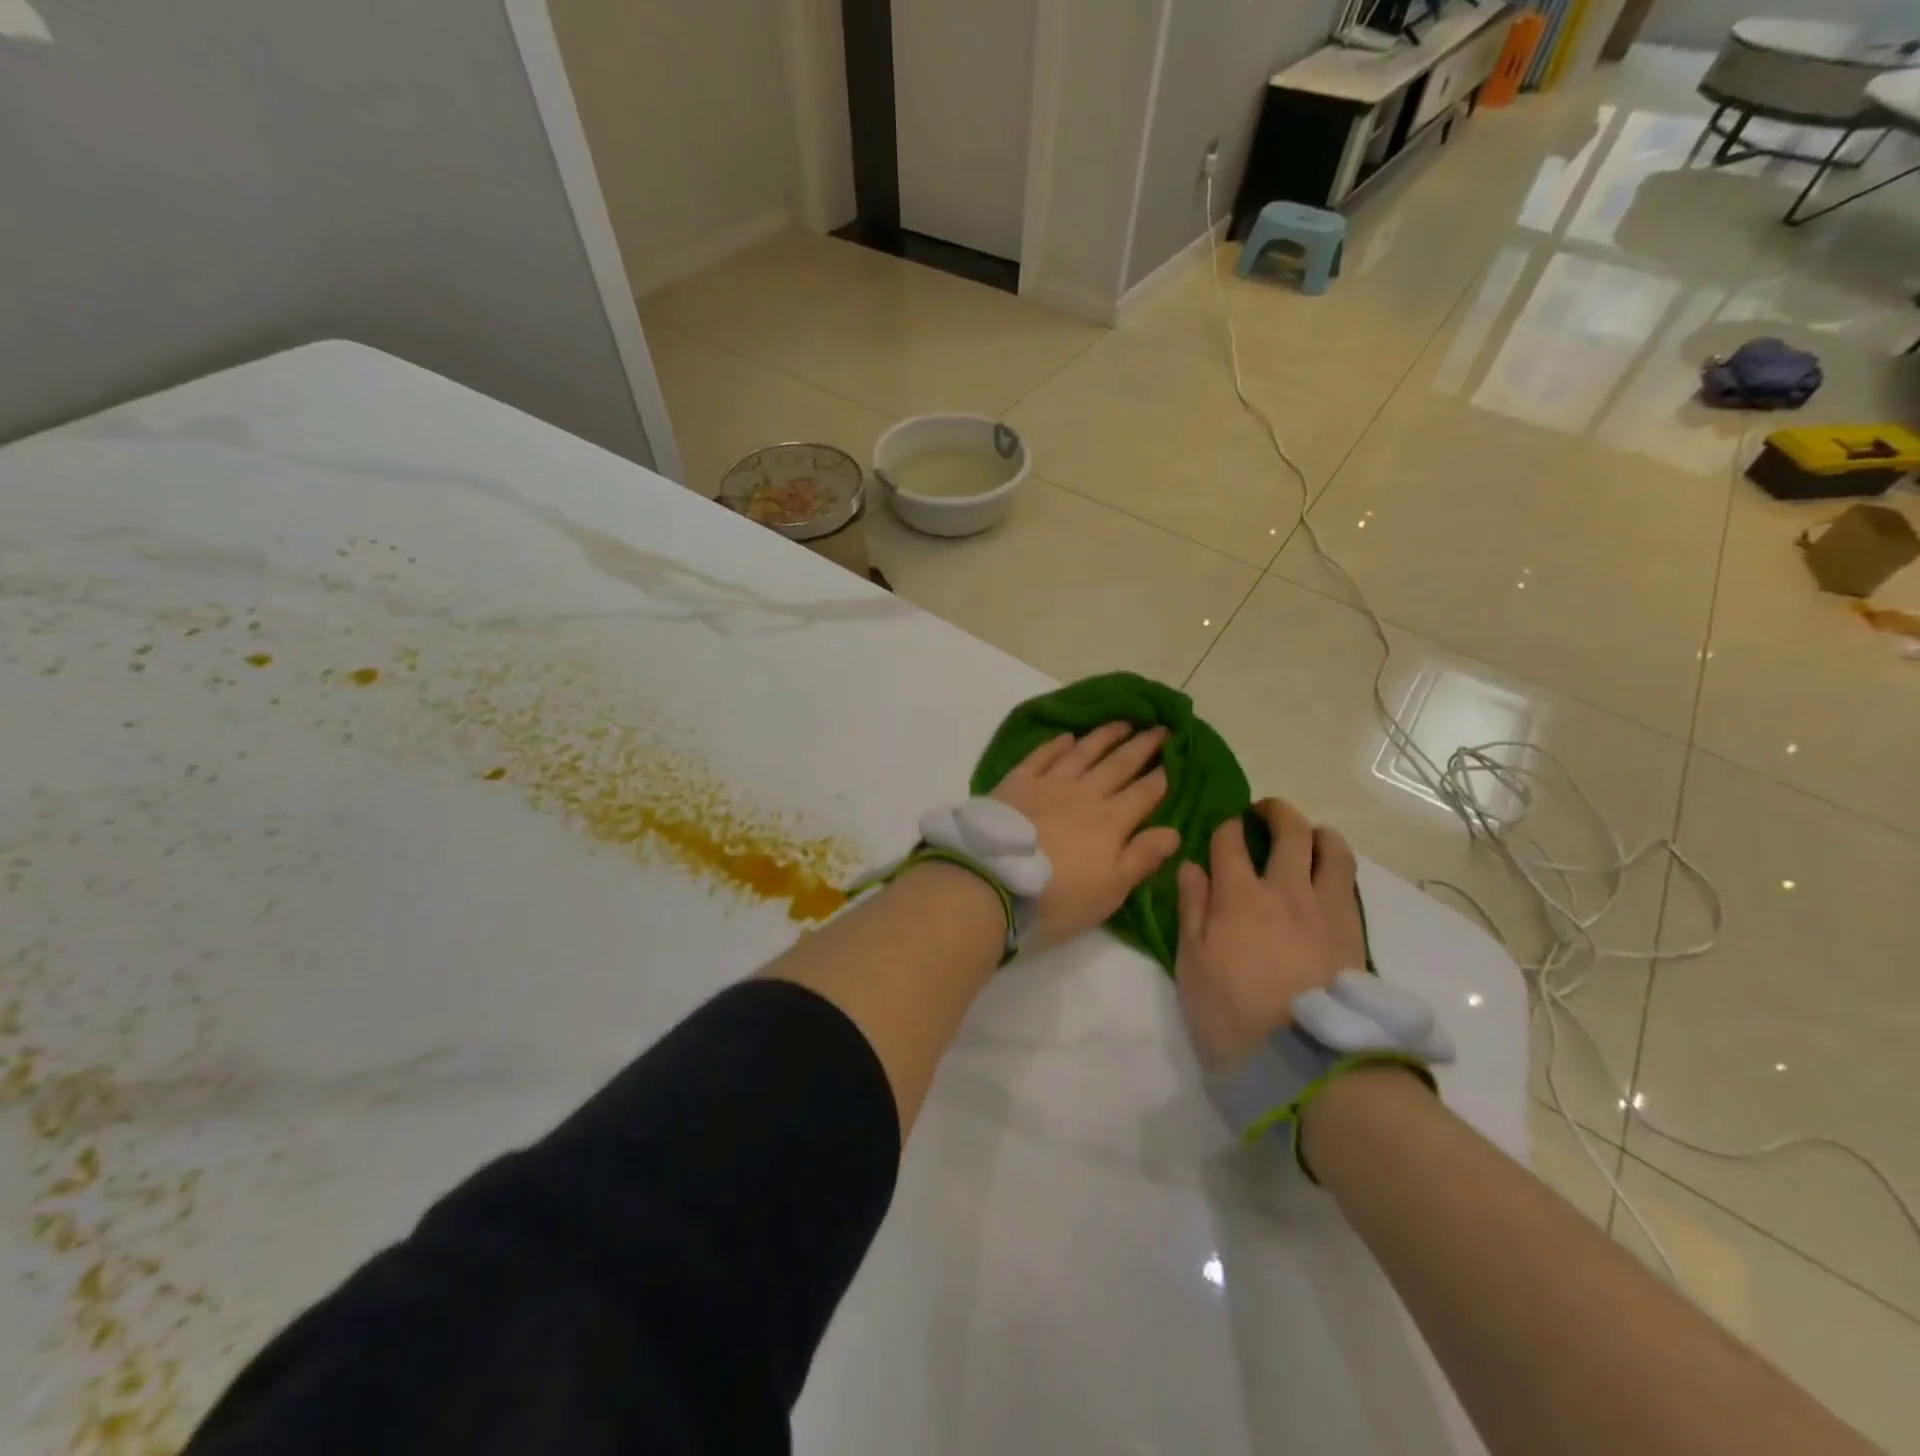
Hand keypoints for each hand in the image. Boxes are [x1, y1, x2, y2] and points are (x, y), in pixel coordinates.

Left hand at [989, 723, 1181, 952]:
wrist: (992, 883)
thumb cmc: (1057, 897)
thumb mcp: (1109, 890)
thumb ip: (1142, 858)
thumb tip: (1174, 831)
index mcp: (1111, 821)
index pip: (1145, 793)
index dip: (1162, 775)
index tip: (1177, 757)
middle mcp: (1084, 794)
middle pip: (1119, 764)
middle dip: (1142, 746)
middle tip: (1160, 728)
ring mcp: (1049, 784)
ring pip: (1083, 752)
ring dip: (1104, 736)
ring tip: (1122, 723)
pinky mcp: (1017, 783)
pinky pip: (1042, 756)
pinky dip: (1056, 745)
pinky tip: (1067, 737)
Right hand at [1175, 798, 1364, 1071]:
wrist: (1308, 1061)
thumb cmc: (1234, 1014)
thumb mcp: (1193, 964)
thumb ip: (1192, 909)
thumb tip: (1192, 866)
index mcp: (1239, 895)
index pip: (1230, 840)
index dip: (1225, 827)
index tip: (1222, 829)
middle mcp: (1286, 890)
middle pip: (1289, 831)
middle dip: (1275, 812)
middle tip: (1263, 814)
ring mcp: (1326, 909)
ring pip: (1332, 849)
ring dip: (1317, 832)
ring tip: (1307, 837)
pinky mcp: (1353, 931)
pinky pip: (1349, 881)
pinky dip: (1337, 865)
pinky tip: (1327, 876)